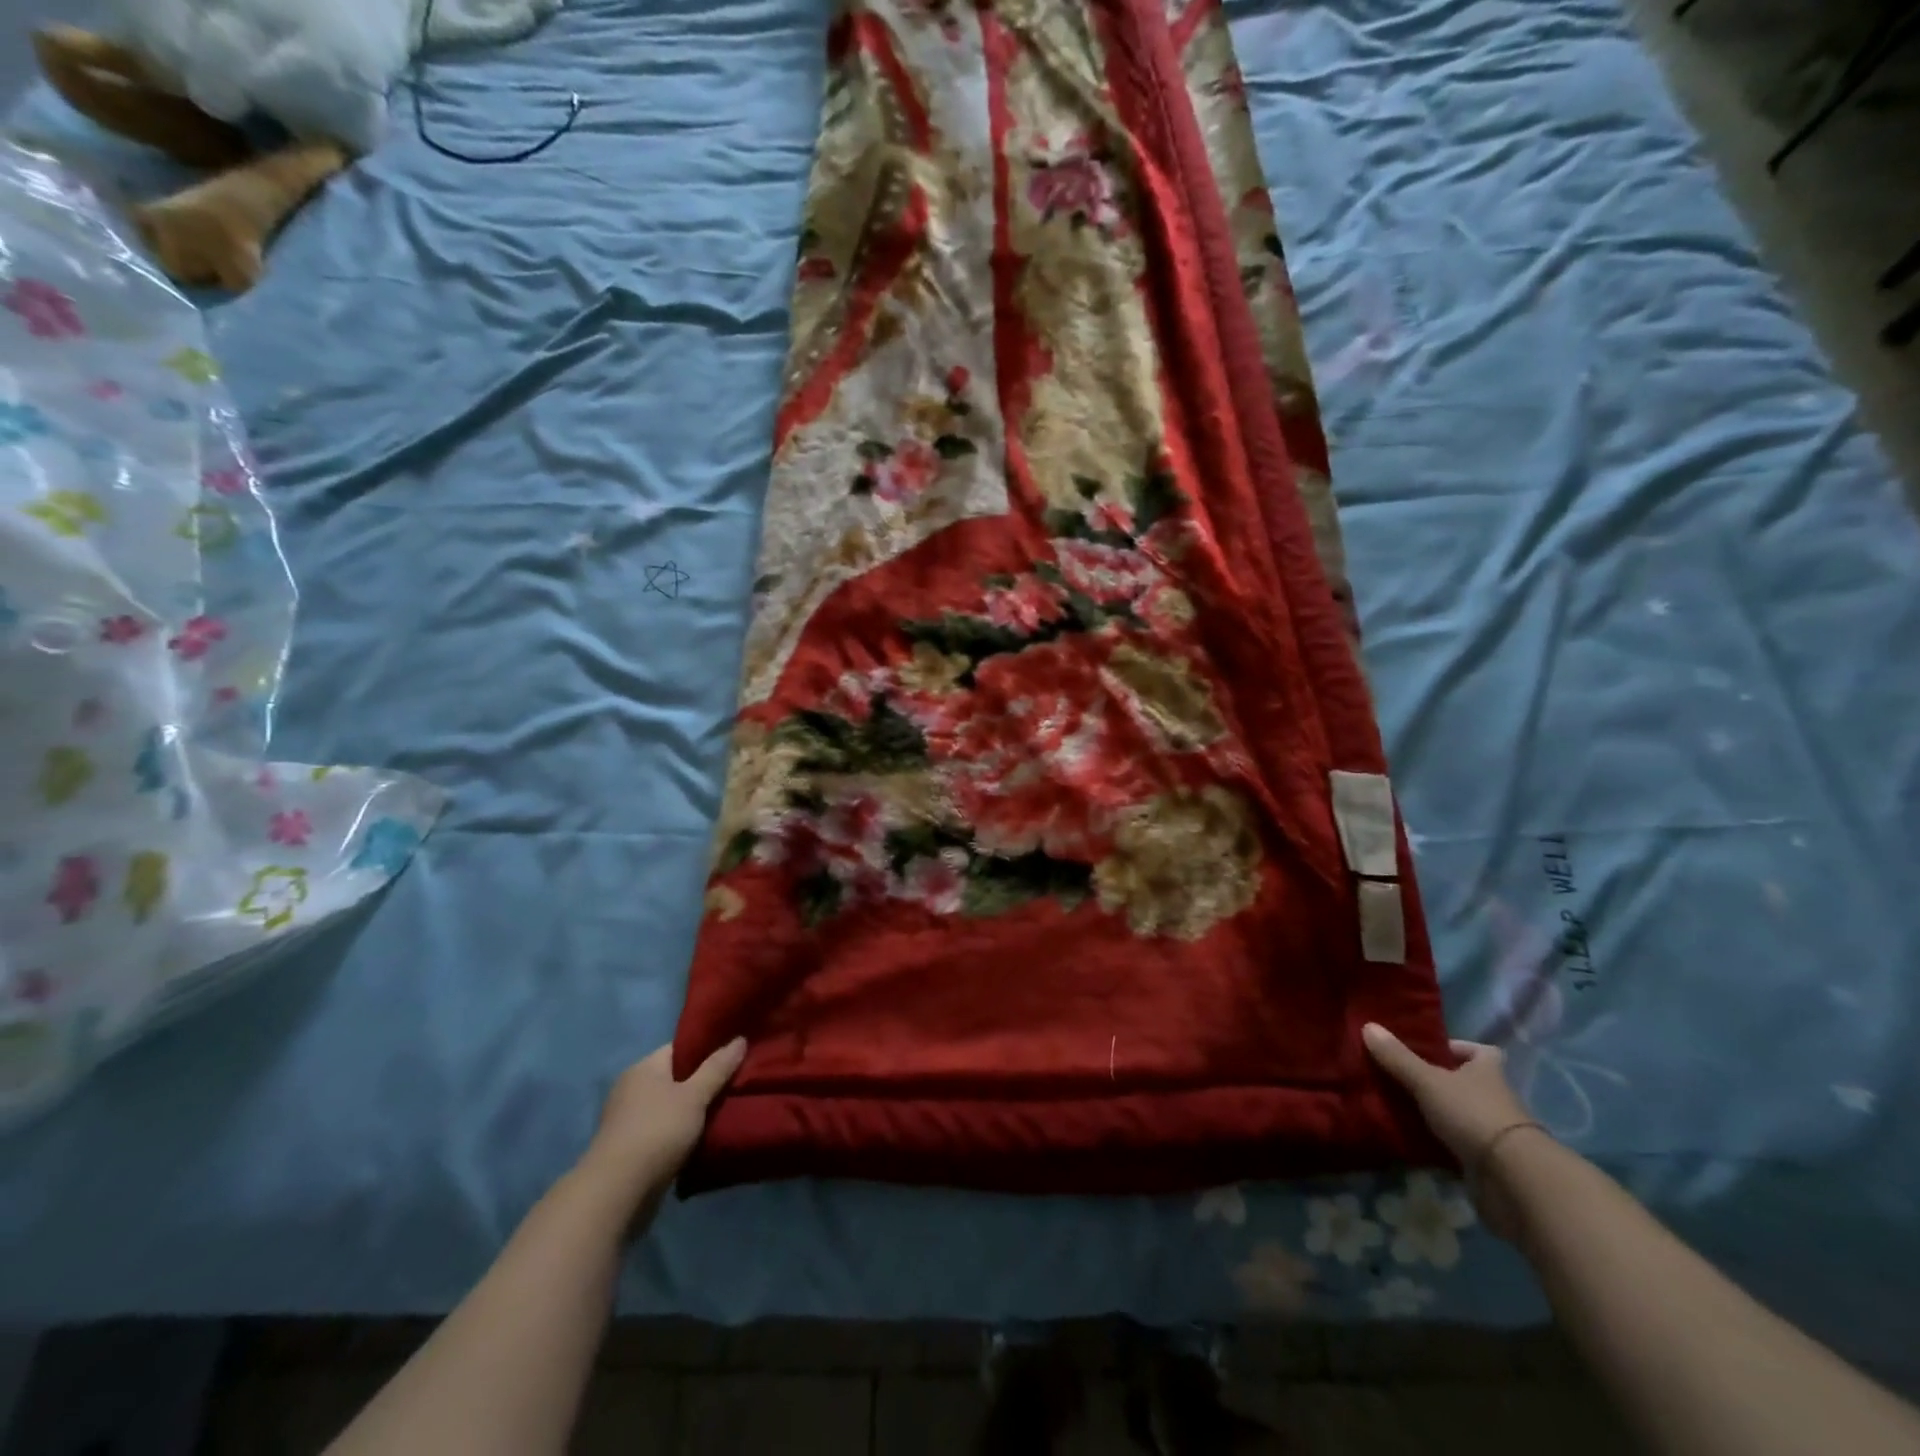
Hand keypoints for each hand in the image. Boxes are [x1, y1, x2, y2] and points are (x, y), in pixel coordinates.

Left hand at [578, 1039, 745, 1222]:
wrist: (616, 1193)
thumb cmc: (657, 1132)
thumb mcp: (694, 1096)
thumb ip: (717, 1068)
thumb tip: (740, 1039)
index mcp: (643, 1068)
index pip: (680, 1048)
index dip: (707, 1049)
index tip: (733, 1056)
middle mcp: (632, 1089)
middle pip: (676, 1078)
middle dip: (703, 1082)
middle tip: (735, 1085)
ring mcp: (628, 1120)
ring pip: (671, 1107)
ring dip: (693, 1112)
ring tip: (726, 1112)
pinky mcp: (629, 1149)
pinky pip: (663, 1131)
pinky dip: (681, 1134)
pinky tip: (703, 1139)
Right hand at [1363, 1023, 1539, 1238]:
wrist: (1513, 1180)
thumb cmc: (1473, 1115)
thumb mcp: (1427, 1081)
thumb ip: (1398, 1058)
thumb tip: (1368, 1025)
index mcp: (1488, 1071)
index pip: (1480, 1052)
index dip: (1456, 1048)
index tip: (1427, 1050)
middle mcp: (1494, 1098)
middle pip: (1465, 1083)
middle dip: (1436, 1081)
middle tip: (1398, 1077)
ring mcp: (1492, 1131)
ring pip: (1458, 1114)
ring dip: (1434, 1113)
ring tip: (1395, 1106)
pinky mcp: (1486, 1161)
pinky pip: (1455, 1145)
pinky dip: (1436, 1144)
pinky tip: (1408, 1139)